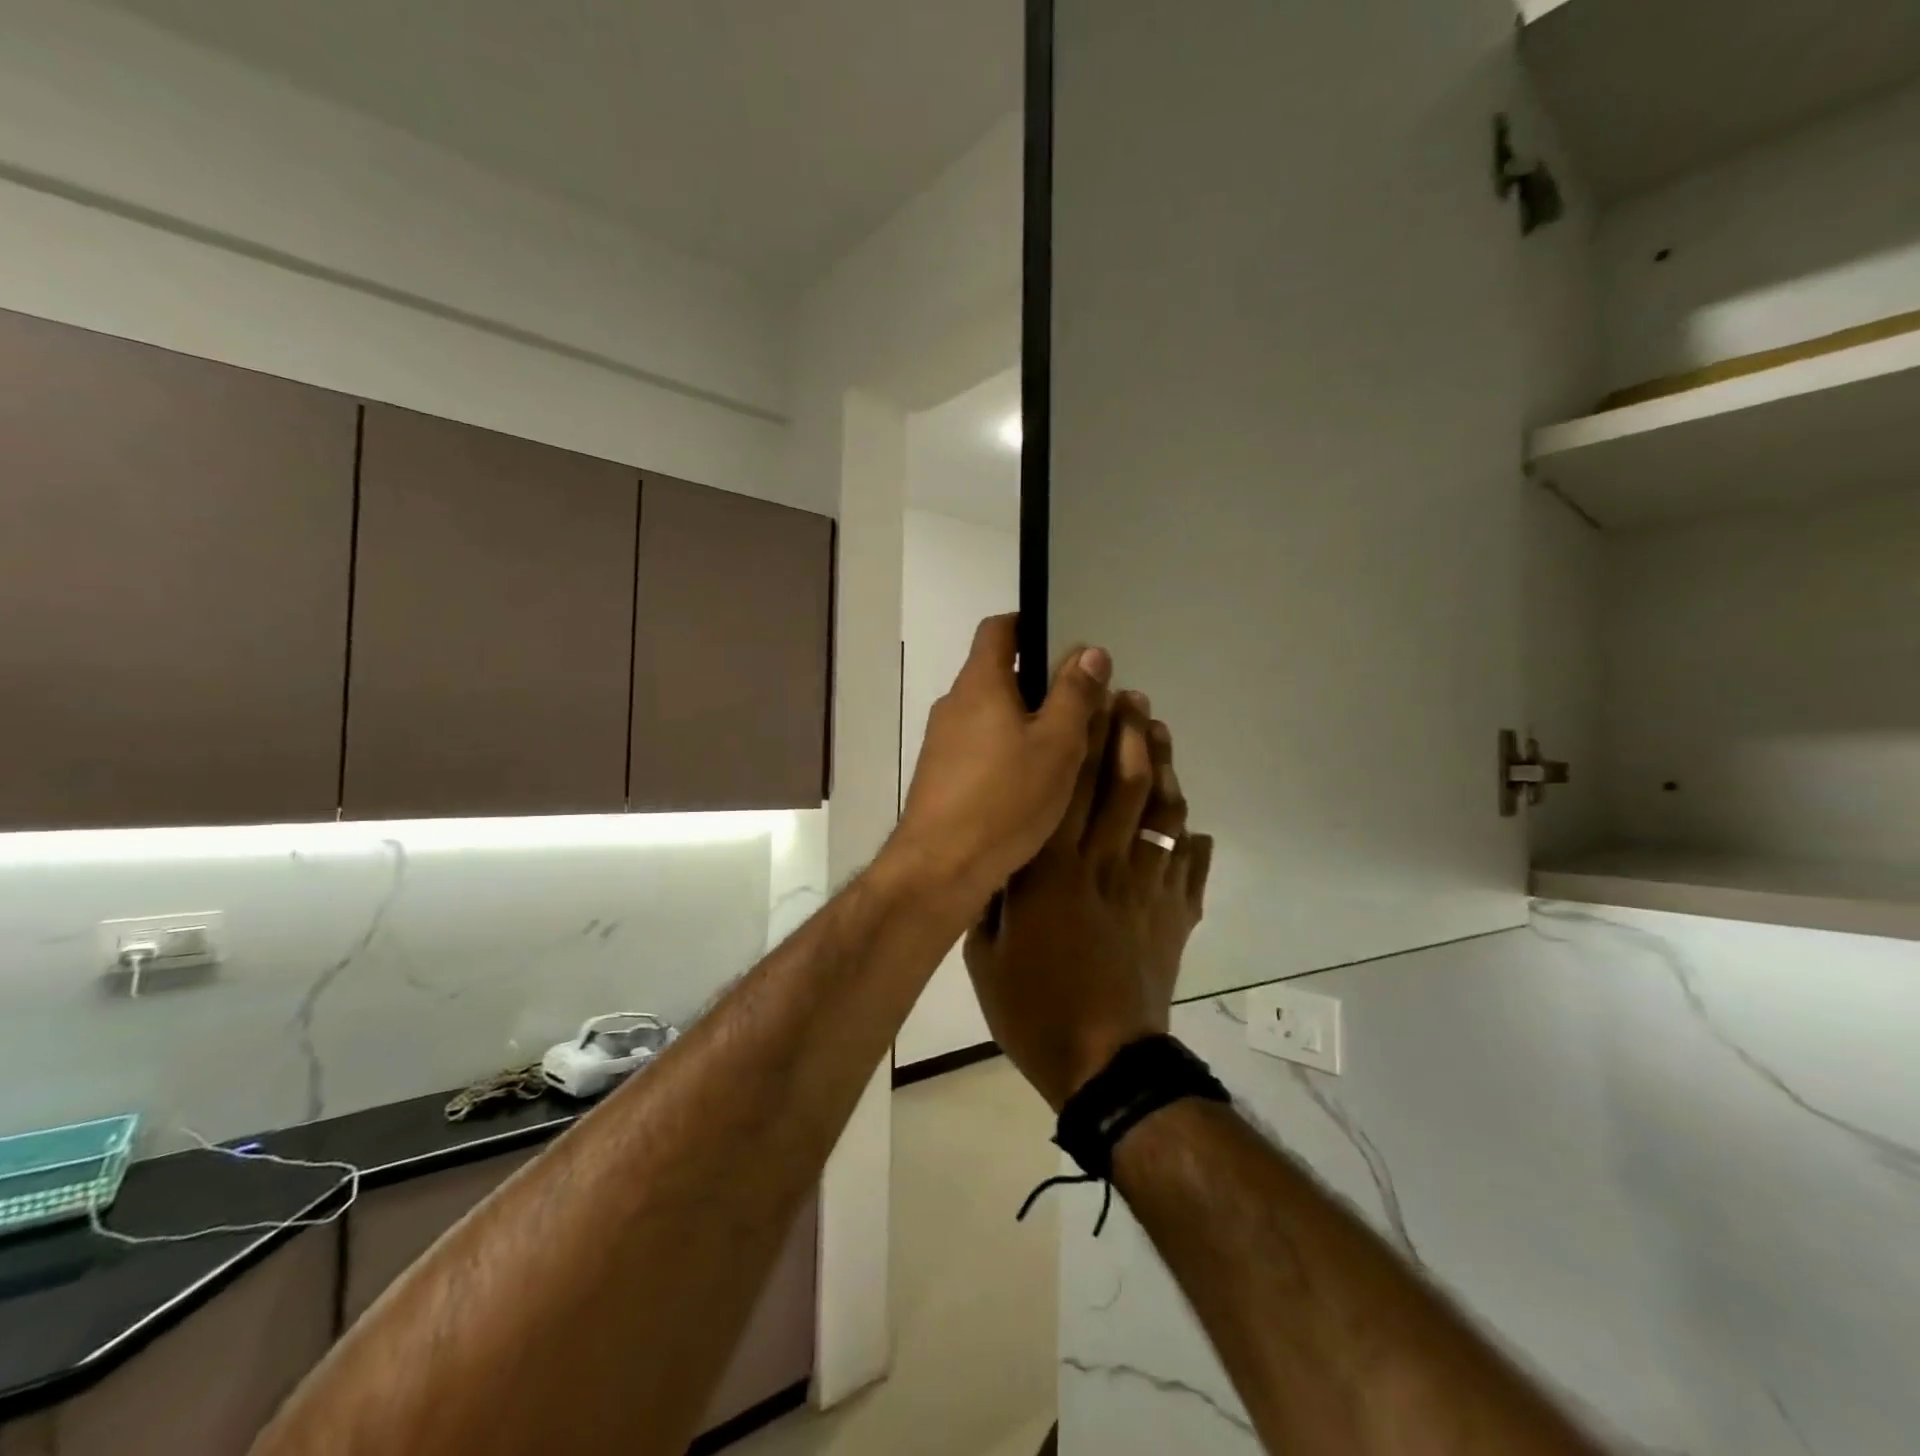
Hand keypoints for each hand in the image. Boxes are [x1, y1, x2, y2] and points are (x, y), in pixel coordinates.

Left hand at [887, 614, 1112, 910]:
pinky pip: (981, 748)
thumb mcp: (1056, 745)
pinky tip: (1035, 782)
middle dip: (1040, 682)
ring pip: (991, 715)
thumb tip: (1090, 651)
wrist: (940, 868)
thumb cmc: (1004, 799)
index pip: (999, 629)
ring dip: (1026, 721)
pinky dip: (1008, 751)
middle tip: (1084, 704)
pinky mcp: (942, 777)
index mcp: (979, 683)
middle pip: (998, 673)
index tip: (1066, 644)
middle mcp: (954, 705)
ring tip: (1068, 746)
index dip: (1031, 625)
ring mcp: (943, 743)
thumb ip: (1075, 695)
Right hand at [965, 693, 1214, 1110]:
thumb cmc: (1034, 1009)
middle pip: (1124, 784)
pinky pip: (1191, 866)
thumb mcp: (985, 954)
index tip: (1091, 698)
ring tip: (1160, 733)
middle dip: (1131, 733)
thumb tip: (996, 860)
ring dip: (1164, 768)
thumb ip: (992, 899)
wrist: (1104, 1065)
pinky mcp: (1176, 915)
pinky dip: (1194, 841)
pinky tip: (1192, 826)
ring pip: (1163, 814)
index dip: (1083, 737)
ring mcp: (1148, 888)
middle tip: (1133, 697)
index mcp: (1052, 871)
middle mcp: (1104, 865)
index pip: (1069, 786)